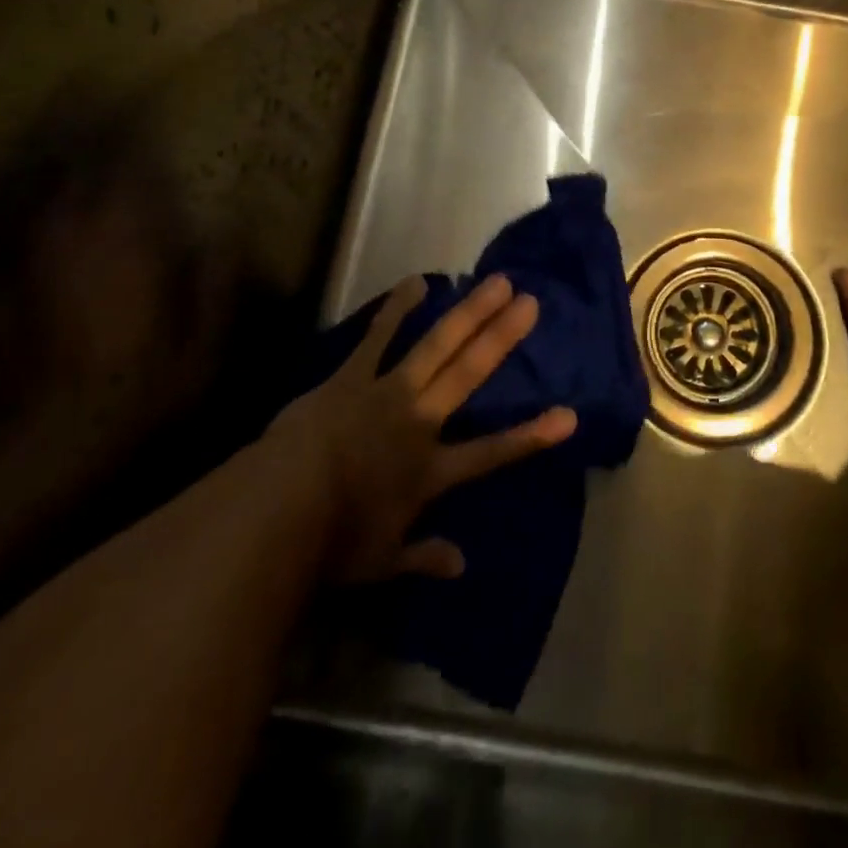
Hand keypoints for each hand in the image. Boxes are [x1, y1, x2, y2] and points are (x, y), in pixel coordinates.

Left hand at [267, 274, 576, 581]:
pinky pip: (379, 337)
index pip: (491, 453)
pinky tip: (417, 281)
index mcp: (430, 471)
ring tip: (496, 281)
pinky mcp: (353, 377)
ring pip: (437, 346)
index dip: (531, 436)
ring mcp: (388, 392)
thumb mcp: (381, 562)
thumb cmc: (330, 543)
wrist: (278, 508)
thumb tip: (462, 566)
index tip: (569, 417)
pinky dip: (398, 308)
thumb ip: (423, 557)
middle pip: (470, 374)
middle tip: (530, 302)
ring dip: (468, 312)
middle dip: (502, 338)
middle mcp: (419, 422)